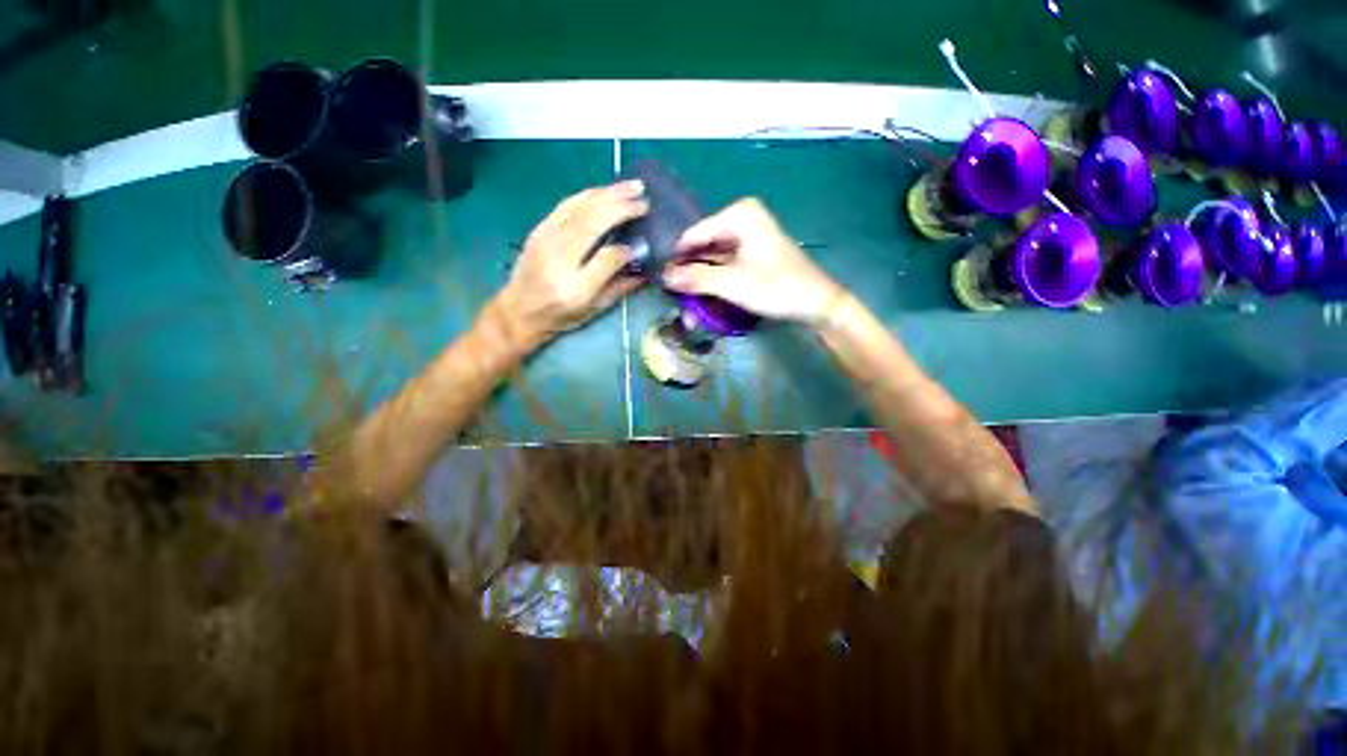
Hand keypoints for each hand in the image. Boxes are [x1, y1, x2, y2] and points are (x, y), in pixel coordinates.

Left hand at [493, 181, 647, 348]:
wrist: (518, 310)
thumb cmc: (560, 316)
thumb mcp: (595, 310)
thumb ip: (621, 288)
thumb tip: (646, 269)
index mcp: (575, 288)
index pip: (606, 259)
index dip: (627, 250)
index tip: (642, 246)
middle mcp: (559, 259)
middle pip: (593, 223)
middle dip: (621, 208)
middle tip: (645, 200)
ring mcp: (546, 239)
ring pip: (581, 207)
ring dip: (609, 193)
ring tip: (633, 186)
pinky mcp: (540, 228)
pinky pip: (568, 204)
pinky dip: (590, 194)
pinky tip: (606, 191)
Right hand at [663, 198, 846, 326]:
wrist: (818, 303)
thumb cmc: (777, 287)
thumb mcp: (732, 283)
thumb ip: (696, 278)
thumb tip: (665, 277)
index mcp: (739, 215)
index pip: (694, 235)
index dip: (677, 260)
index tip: (662, 283)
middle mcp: (743, 220)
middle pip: (704, 247)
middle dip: (690, 274)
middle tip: (675, 300)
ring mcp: (750, 238)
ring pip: (714, 259)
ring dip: (702, 282)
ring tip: (688, 306)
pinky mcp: (754, 255)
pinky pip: (726, 266)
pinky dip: (716, 282)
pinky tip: (706, 300)